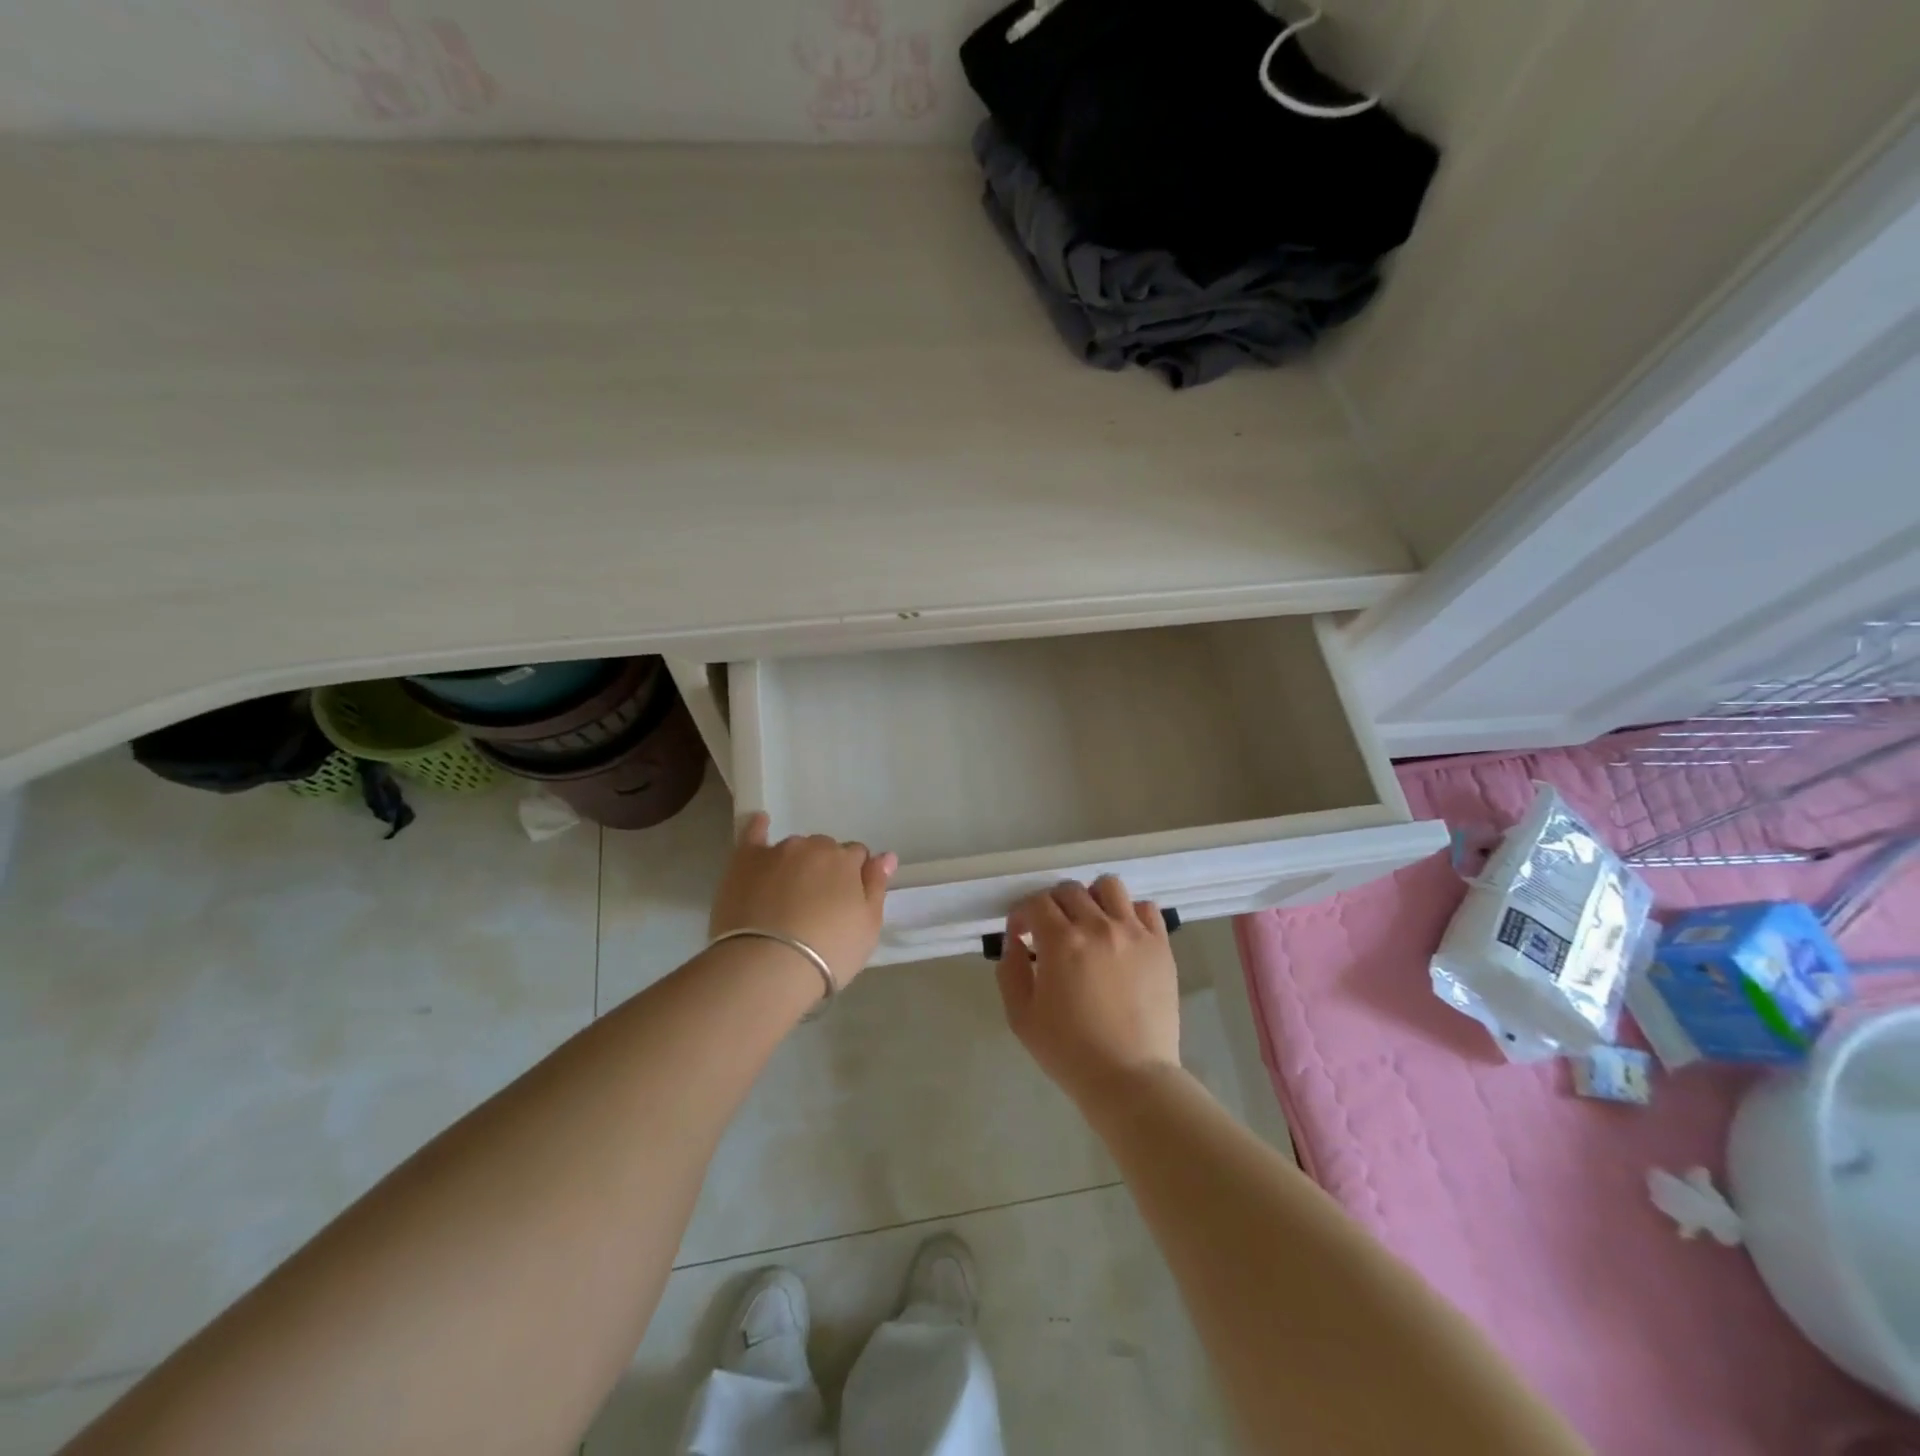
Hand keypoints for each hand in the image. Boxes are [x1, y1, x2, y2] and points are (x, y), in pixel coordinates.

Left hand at [709, 813, 895, 987]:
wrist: (769, 966)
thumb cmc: (829, 951)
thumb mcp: (868, 927)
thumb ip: (877, 886)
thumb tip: (886, 856)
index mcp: (846, 860)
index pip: (857, 855)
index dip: (853, 876)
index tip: (846, 900)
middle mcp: (813, 847)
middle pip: (824, 850)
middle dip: (824, 868)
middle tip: (817, 902)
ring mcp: (777, 852)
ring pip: (793, 848)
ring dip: (796, 862)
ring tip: (787, 893)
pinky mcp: (744, 862)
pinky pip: (752, 834)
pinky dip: (757, 828)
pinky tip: (760, 822)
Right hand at [994, 876, 1180, 1107]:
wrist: (1130, 1078)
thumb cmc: (1069, 1051)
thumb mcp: (1021, 1016)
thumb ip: (1010, 970)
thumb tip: (1014, 940)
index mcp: (1061, 941)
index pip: (1036, 903)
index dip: (1022, 914)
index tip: (1021, 934)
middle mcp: (1098, 926)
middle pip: (1070, 890)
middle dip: (1052, 905)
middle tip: (1051, 932)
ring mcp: (1134, 933)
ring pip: (1109, 887)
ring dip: (1092, 899)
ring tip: (1089, 924)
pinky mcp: (1160, 946)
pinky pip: (1145, 908)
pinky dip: (1129, 913)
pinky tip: (1122, 935)